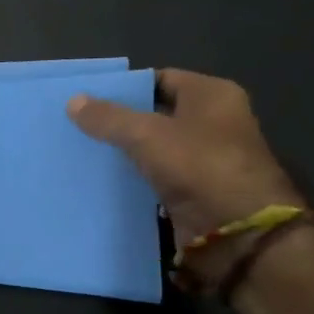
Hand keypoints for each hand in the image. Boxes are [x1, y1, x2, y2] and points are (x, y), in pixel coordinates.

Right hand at [67, 69, 301, 249]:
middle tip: (80, 125)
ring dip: (126, 152)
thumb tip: (73, 101)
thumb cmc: (199, 167)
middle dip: (121, 121)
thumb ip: (108, 117)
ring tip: (84, 151)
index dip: (126, 88)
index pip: (160, 79)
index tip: (90, 99)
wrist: (240, 234)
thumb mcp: (146, 135)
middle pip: (156, 114)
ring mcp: (208, 159)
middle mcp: (214, 122)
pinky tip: (103, 180)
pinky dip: (135, 178)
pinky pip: (158, 176)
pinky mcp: (197, 191)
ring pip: (155, 147)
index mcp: (212, 95)